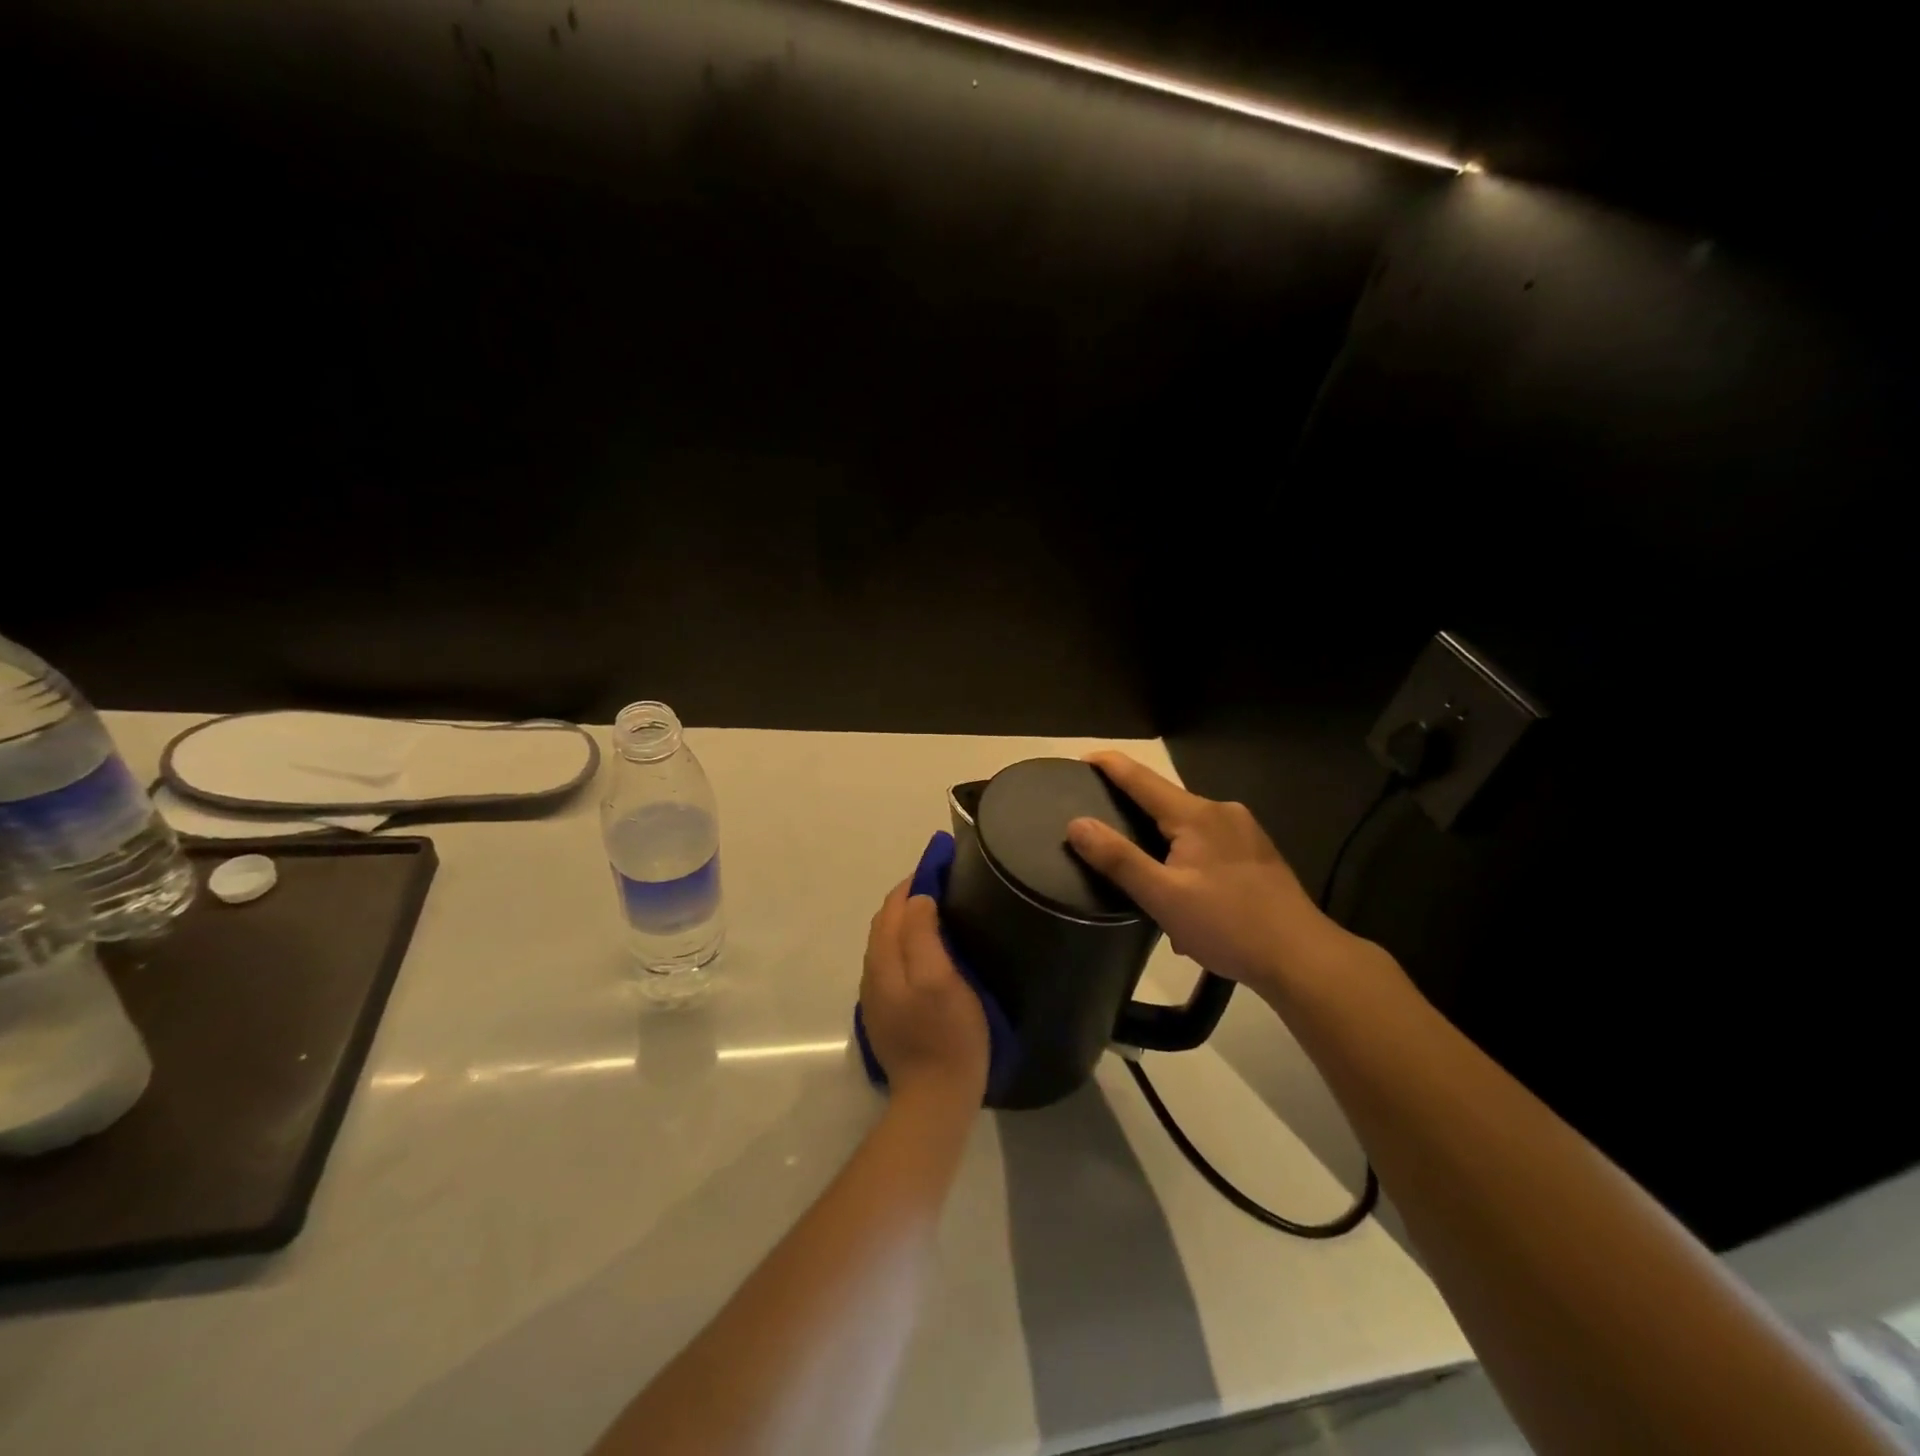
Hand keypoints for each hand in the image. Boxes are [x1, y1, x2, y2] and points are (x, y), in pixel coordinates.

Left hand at [860, 877, 990, 1105]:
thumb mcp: (941, 979)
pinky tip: (928, 950)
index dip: (914, 882)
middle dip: (909, 898)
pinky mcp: (887, 1013)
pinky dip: (907, 943)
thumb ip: (924, 936)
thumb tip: (918, 899)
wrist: (935, 1099)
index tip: (941, 866)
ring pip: (887, 943)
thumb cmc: (947, 1035)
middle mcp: (873, 973)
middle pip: (886, 922)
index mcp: (884, 960)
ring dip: (907, 920)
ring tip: (938, 911)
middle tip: (943, 885)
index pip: (893, 907)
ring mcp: (877, 996)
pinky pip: (893, 963)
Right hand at [1066, 752, 1340, 997]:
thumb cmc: (1228, 925)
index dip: (1109, 766)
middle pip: (1165, 801)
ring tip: (1144, 879)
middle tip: (1103, 832)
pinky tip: (1186, 899)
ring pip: (1189, 828)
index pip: (1142, 778)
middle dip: (1134, 813)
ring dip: (1163, 846)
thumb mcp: (1163, 896)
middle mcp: (1222, 812)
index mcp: (1196, 815)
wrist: (1303, 958)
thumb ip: (1117, 859)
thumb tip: (1077, 824)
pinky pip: (1209, 846)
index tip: (1081, 760)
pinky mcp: (1258, 855)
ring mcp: (1245, 833)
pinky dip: (1188, 861)